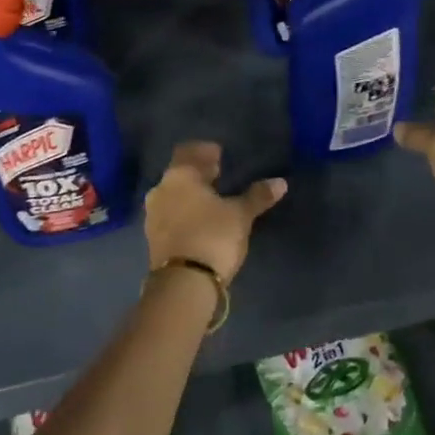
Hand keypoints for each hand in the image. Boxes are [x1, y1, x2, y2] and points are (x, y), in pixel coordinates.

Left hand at [144, 143, 285, 284]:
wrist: (183, 284)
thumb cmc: (213, 236)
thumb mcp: (240, 215)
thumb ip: (257, 196)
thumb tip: (280, 182)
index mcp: (179, 176)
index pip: (188, 151)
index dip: (204, 151)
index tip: (219, 154)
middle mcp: (161, 190)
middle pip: (180, 173)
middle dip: (198, 172)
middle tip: (219, 173)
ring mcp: (153, 215)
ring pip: (173, 194)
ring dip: (191, 193)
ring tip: (213, 199)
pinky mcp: (154, 238)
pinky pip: (170, 214)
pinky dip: (185, 211)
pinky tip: (201, 220)